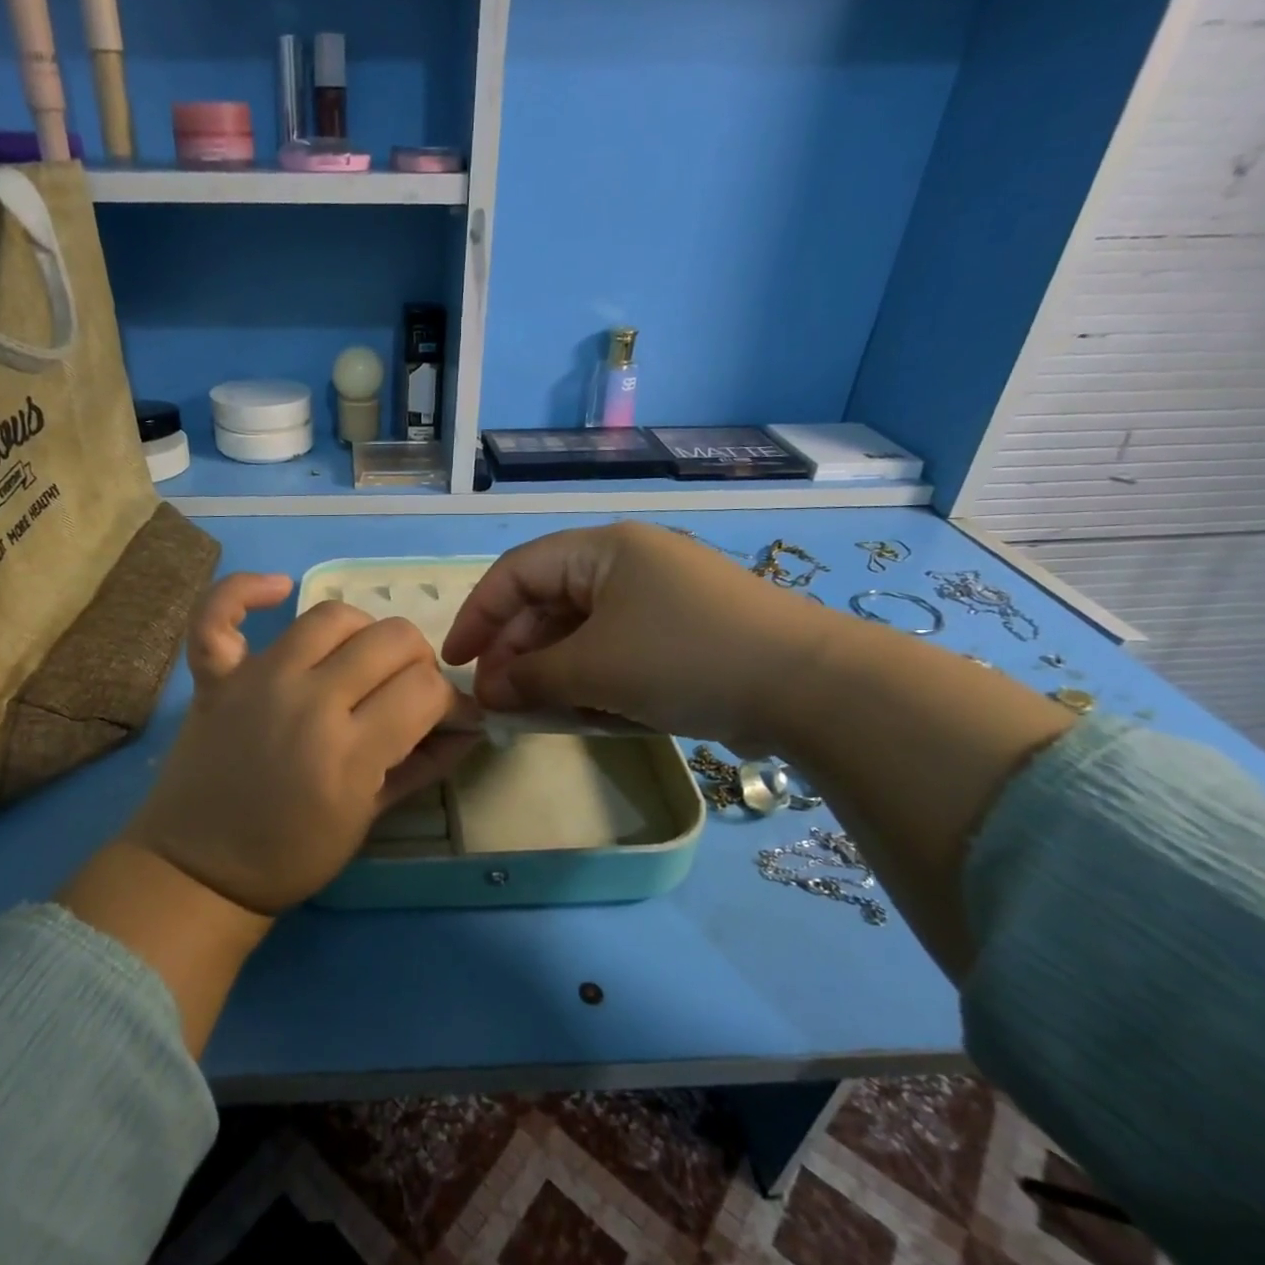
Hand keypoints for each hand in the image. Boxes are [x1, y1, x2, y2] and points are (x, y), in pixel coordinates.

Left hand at [126, 586, 477, 913]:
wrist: (199, 871)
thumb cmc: (292, 856)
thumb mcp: (369, 819)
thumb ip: (424, 764)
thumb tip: (471, 725)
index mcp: (349, 751)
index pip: (425, 688)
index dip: (449, 701)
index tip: (446, 718)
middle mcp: (307, 700)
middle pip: (392, 639)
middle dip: (417, 662)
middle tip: (406, 693)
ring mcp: (257, 680)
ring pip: (332, 615)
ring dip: (362, 631)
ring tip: (360, 660)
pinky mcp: (216, 676)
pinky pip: (220, 613)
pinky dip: (245, 591)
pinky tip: (278, 588)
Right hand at [440, 521, 830, 750]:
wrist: (810, 687)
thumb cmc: (685, 658)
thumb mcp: (595, 668)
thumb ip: (531, 677)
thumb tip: (489, 691)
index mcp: (603, 550)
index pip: (517, 572)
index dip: (478, 615)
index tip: (455, 663)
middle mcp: (628, 564)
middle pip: (547, 602)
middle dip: (516, 653)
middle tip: (498, 702)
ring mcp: (658, 599)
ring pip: (581, 631)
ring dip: (552, 671)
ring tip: (535, 714)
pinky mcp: (681, 634)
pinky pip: (616, 650)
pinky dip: (592, 678)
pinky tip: (583, 713)